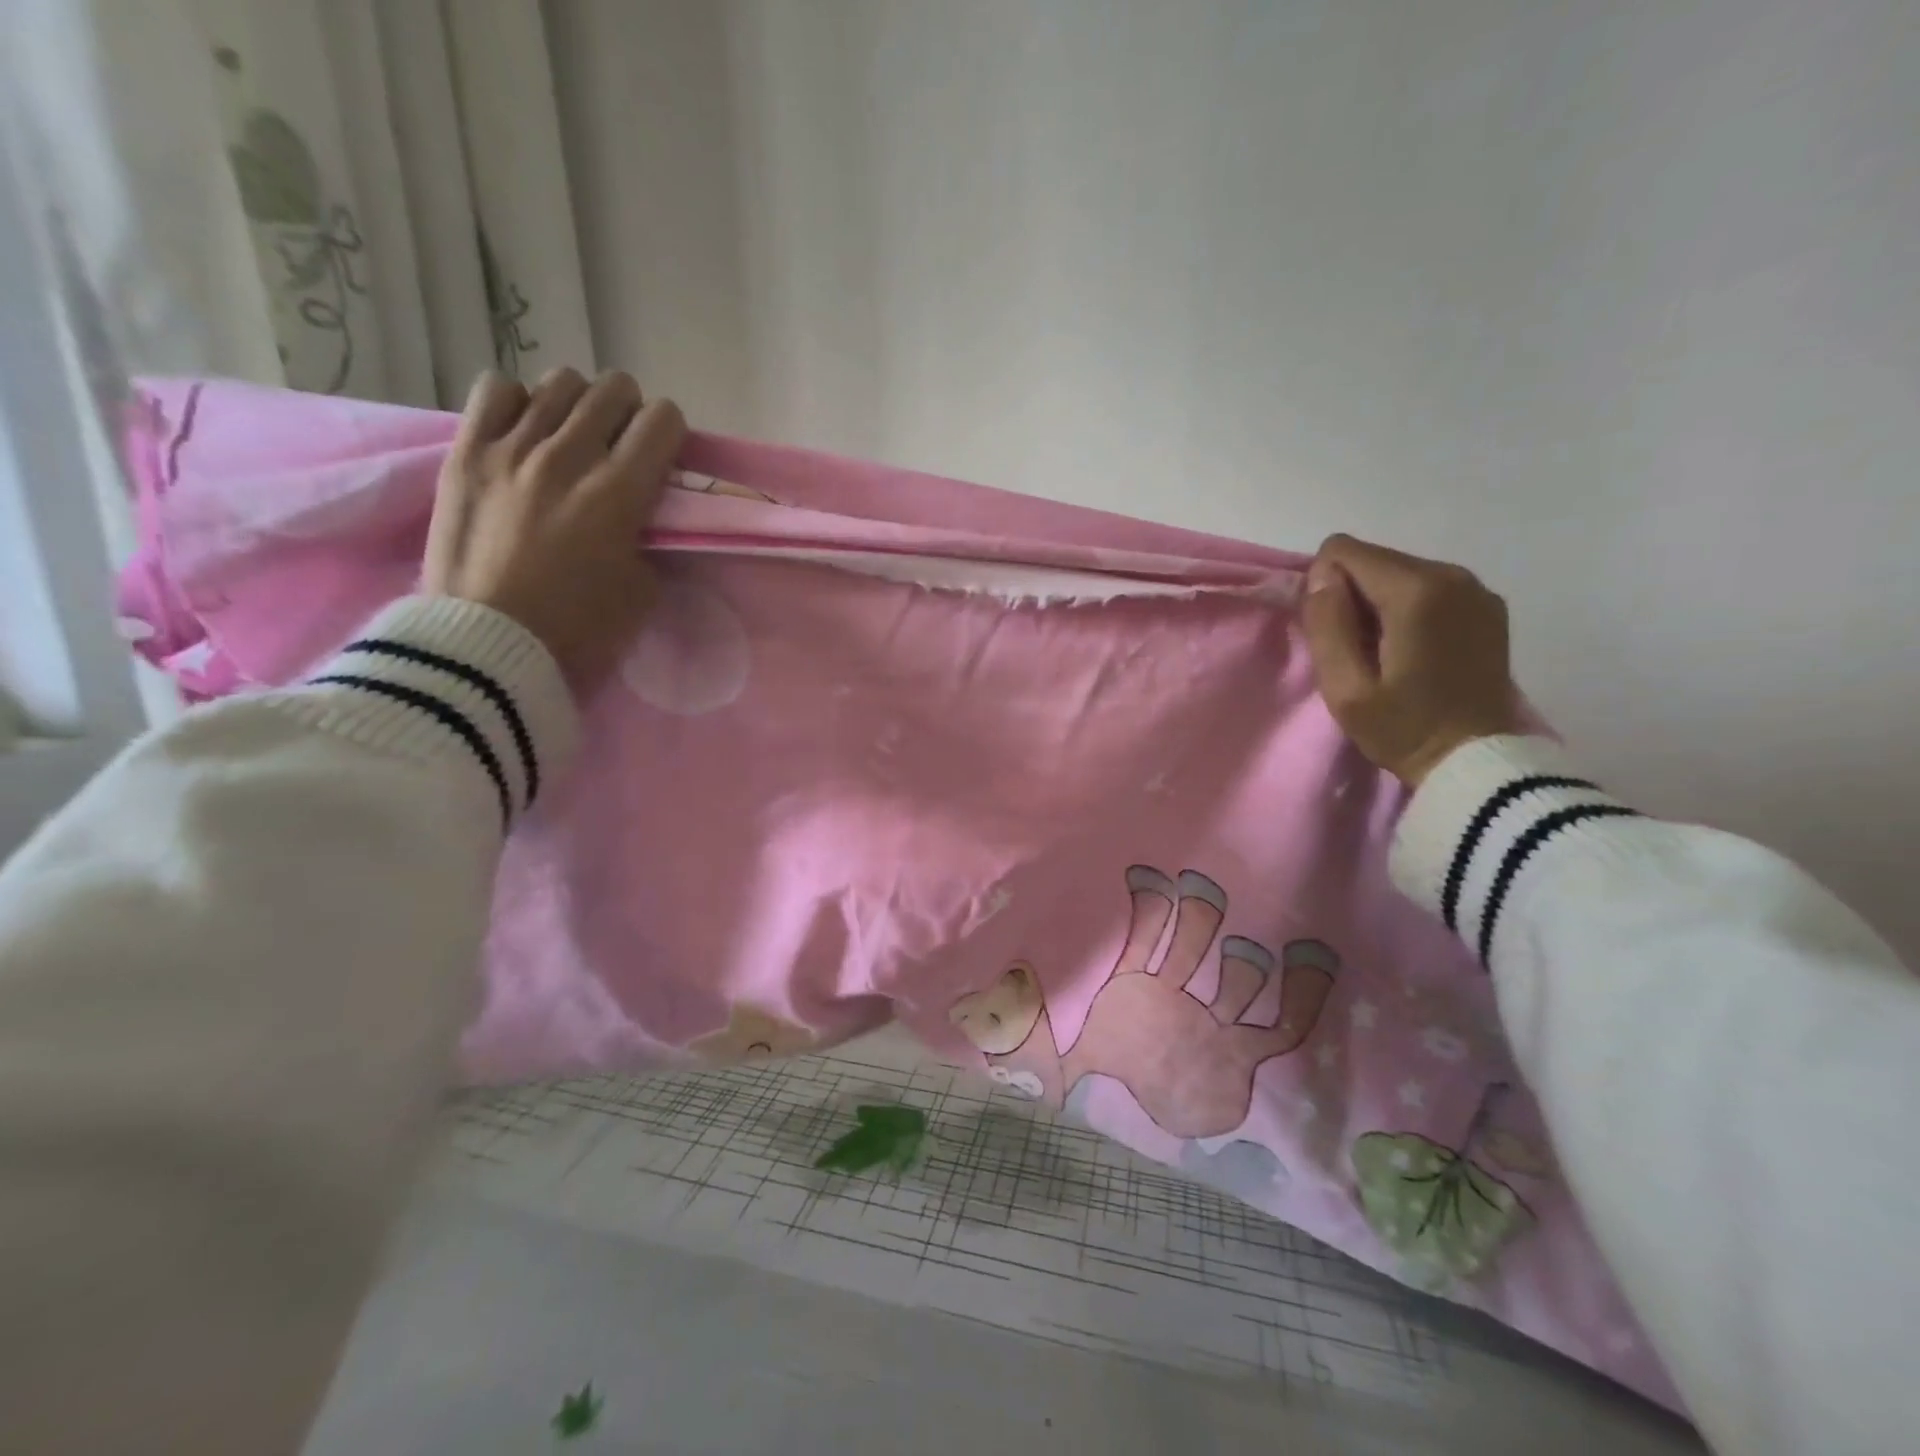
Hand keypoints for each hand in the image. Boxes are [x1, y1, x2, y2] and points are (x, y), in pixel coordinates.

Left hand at [424, 368, 685, 691]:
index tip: (663, 460)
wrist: (488, 645)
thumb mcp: (642, 590)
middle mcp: (569, 456)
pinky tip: (521, 434)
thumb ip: (647, 538)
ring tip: (570, 438)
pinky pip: (495, 389)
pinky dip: (517, 403)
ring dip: (578, 405)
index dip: (671, 434)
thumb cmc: (578, 629)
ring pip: (559, 382)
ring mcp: (511, 448)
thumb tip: (639, 513)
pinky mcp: (466, 452)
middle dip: (629, 413)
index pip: (663, 420)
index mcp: (620, 492)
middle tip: (620, 447)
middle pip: (614, 389)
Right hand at [1300, 534, 1521, 786]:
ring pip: (1398, 572)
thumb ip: (1326, 624)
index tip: (1334, 634)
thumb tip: (1320, 575)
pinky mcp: (1487, 606)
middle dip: (1352, 596)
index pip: (1342, 551)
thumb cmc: (1403, 728)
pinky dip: (1408, 610)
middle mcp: (1451, 574)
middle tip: (1358, 650)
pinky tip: (1415, 651)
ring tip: (1386, 654)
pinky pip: (1427, 587)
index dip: (1324, 588)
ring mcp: (1475, 589)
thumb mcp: (1345, 688)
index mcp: (1416, 591)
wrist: (1478, 762)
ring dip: (1379, 604)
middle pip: (1373, 559)